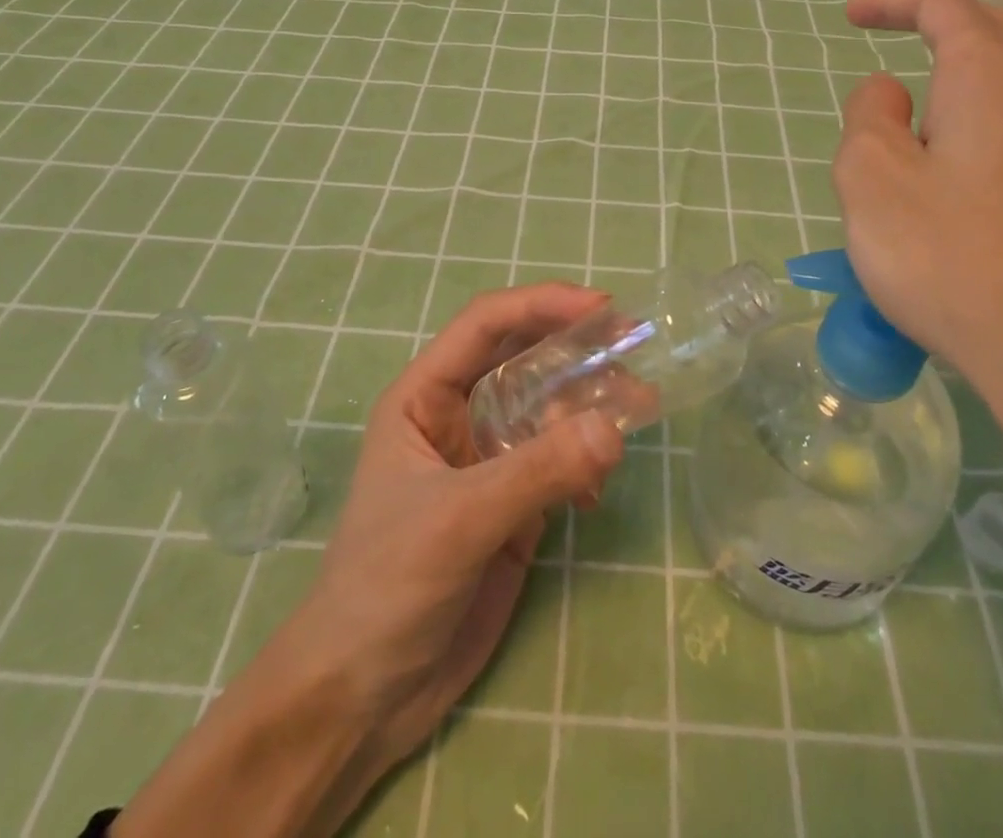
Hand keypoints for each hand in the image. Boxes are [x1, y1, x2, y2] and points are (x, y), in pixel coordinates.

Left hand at [117, 285, 624, 837]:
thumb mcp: (458, 520)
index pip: (486, 325)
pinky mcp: (514, 504)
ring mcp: (489, 459)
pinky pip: (561, 460)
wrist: (364, 697)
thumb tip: (614, 430)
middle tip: (633, 345)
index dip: (541, 304)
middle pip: (525, 357)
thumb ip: (536, 472)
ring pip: (549, 406)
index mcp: (425, 396)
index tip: (602, 307)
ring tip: (639, 408)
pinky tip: (598, 492)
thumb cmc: (387, 587)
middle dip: (576, 348)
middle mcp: (459, 415)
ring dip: (592, 403)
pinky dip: (587, 461)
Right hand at [837, 0, 1002, 463]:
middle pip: (1001, 31)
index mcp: (991, 80)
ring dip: (977, 70)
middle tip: (898, 41)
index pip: (946, 7)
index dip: (895, 1)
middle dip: (944, 23)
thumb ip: (869, 119)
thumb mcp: (872, 181)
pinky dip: (996, 119)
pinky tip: (972, 169)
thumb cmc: (953, 260)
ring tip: (932, 105)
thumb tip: (891, 91)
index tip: (851, 17)